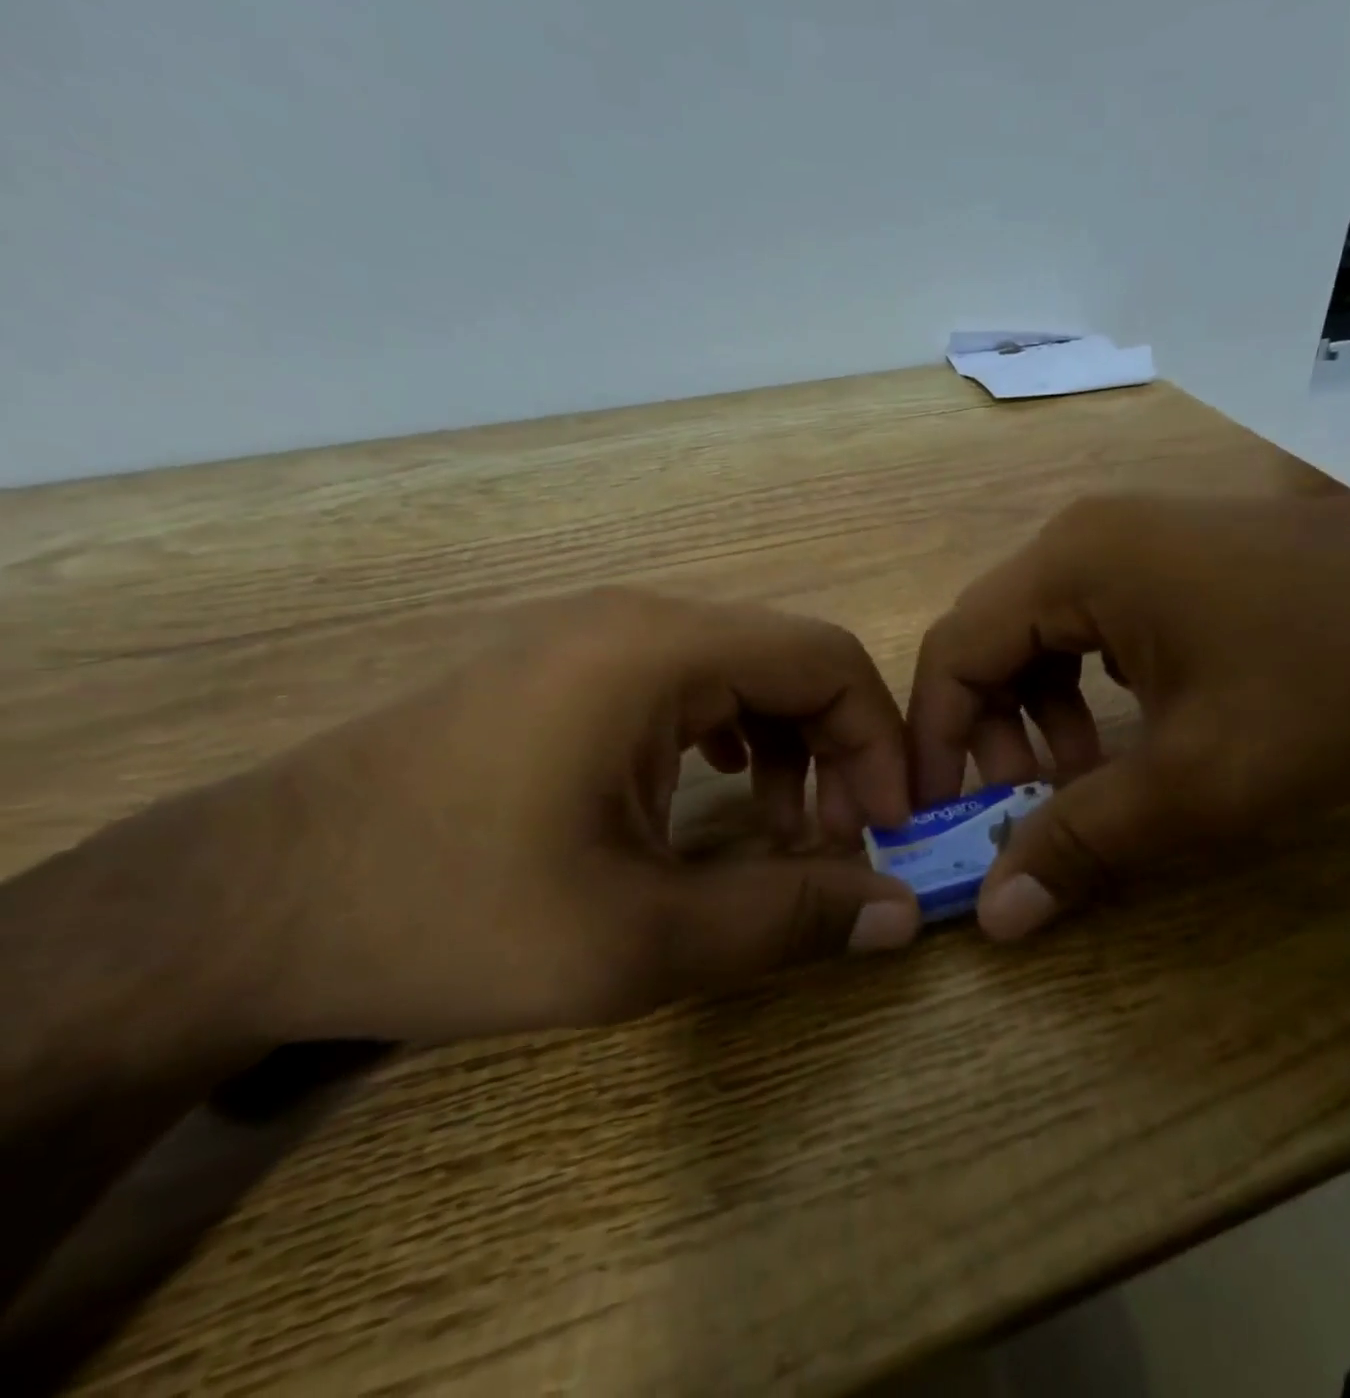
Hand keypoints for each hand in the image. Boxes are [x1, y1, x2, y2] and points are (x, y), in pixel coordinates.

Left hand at [128, 590, 921, 1044]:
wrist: (238, 908)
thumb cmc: (447, 915)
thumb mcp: (638, 940)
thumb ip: (788, 919)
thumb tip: (901, 914)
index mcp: (658, 652)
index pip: (827, 660)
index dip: (880, 741)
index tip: (888, 829)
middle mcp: (635, 620)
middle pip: (791, 662)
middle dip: (840, 751)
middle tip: (839, 844)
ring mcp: (592, 637)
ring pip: (743, 672)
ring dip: (790, 747)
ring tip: (781, 832)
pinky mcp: (565, 669)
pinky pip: (690, 683)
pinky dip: (734, 737)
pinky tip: (715, 795)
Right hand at [909, 494, 1349, 937]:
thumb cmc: (1335, 682)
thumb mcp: (1200, 781)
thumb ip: (1083, 842)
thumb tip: (994, 916)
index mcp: (1071, 564)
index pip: (952, 652)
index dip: (933, 741)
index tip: (939, 818)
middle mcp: (1086, 536)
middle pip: (990, 641)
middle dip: (988, 733)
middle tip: (1021, 807)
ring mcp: (1135, 539)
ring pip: (1041, 636)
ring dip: (1039, 715)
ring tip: (1082, 779)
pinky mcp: (1176, 558)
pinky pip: (1092, 625)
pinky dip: (1086, 688)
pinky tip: (1131, 731)